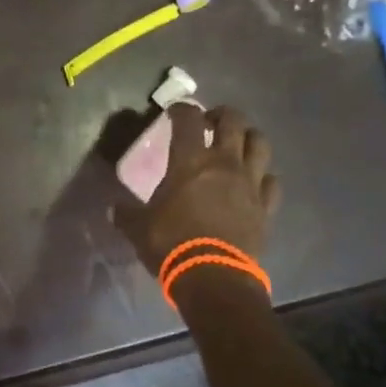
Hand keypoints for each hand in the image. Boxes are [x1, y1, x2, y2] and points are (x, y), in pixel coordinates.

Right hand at [113, 103, 278, 278]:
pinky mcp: (266, 206)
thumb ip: (126, 213)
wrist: (214, 277)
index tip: (174, 112)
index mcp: (190, 161)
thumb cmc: (172, 244)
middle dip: (221, 115)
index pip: (188, 119)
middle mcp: (224, 163)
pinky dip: (263, 176)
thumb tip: (114, 208)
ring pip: (259, 144)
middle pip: (233, 121)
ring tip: (237, 144)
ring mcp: (250, 183)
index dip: (181, 109)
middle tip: (209, 123)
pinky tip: (254, 182)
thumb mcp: (138, 228)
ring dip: (248, 137)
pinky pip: (271, 181)